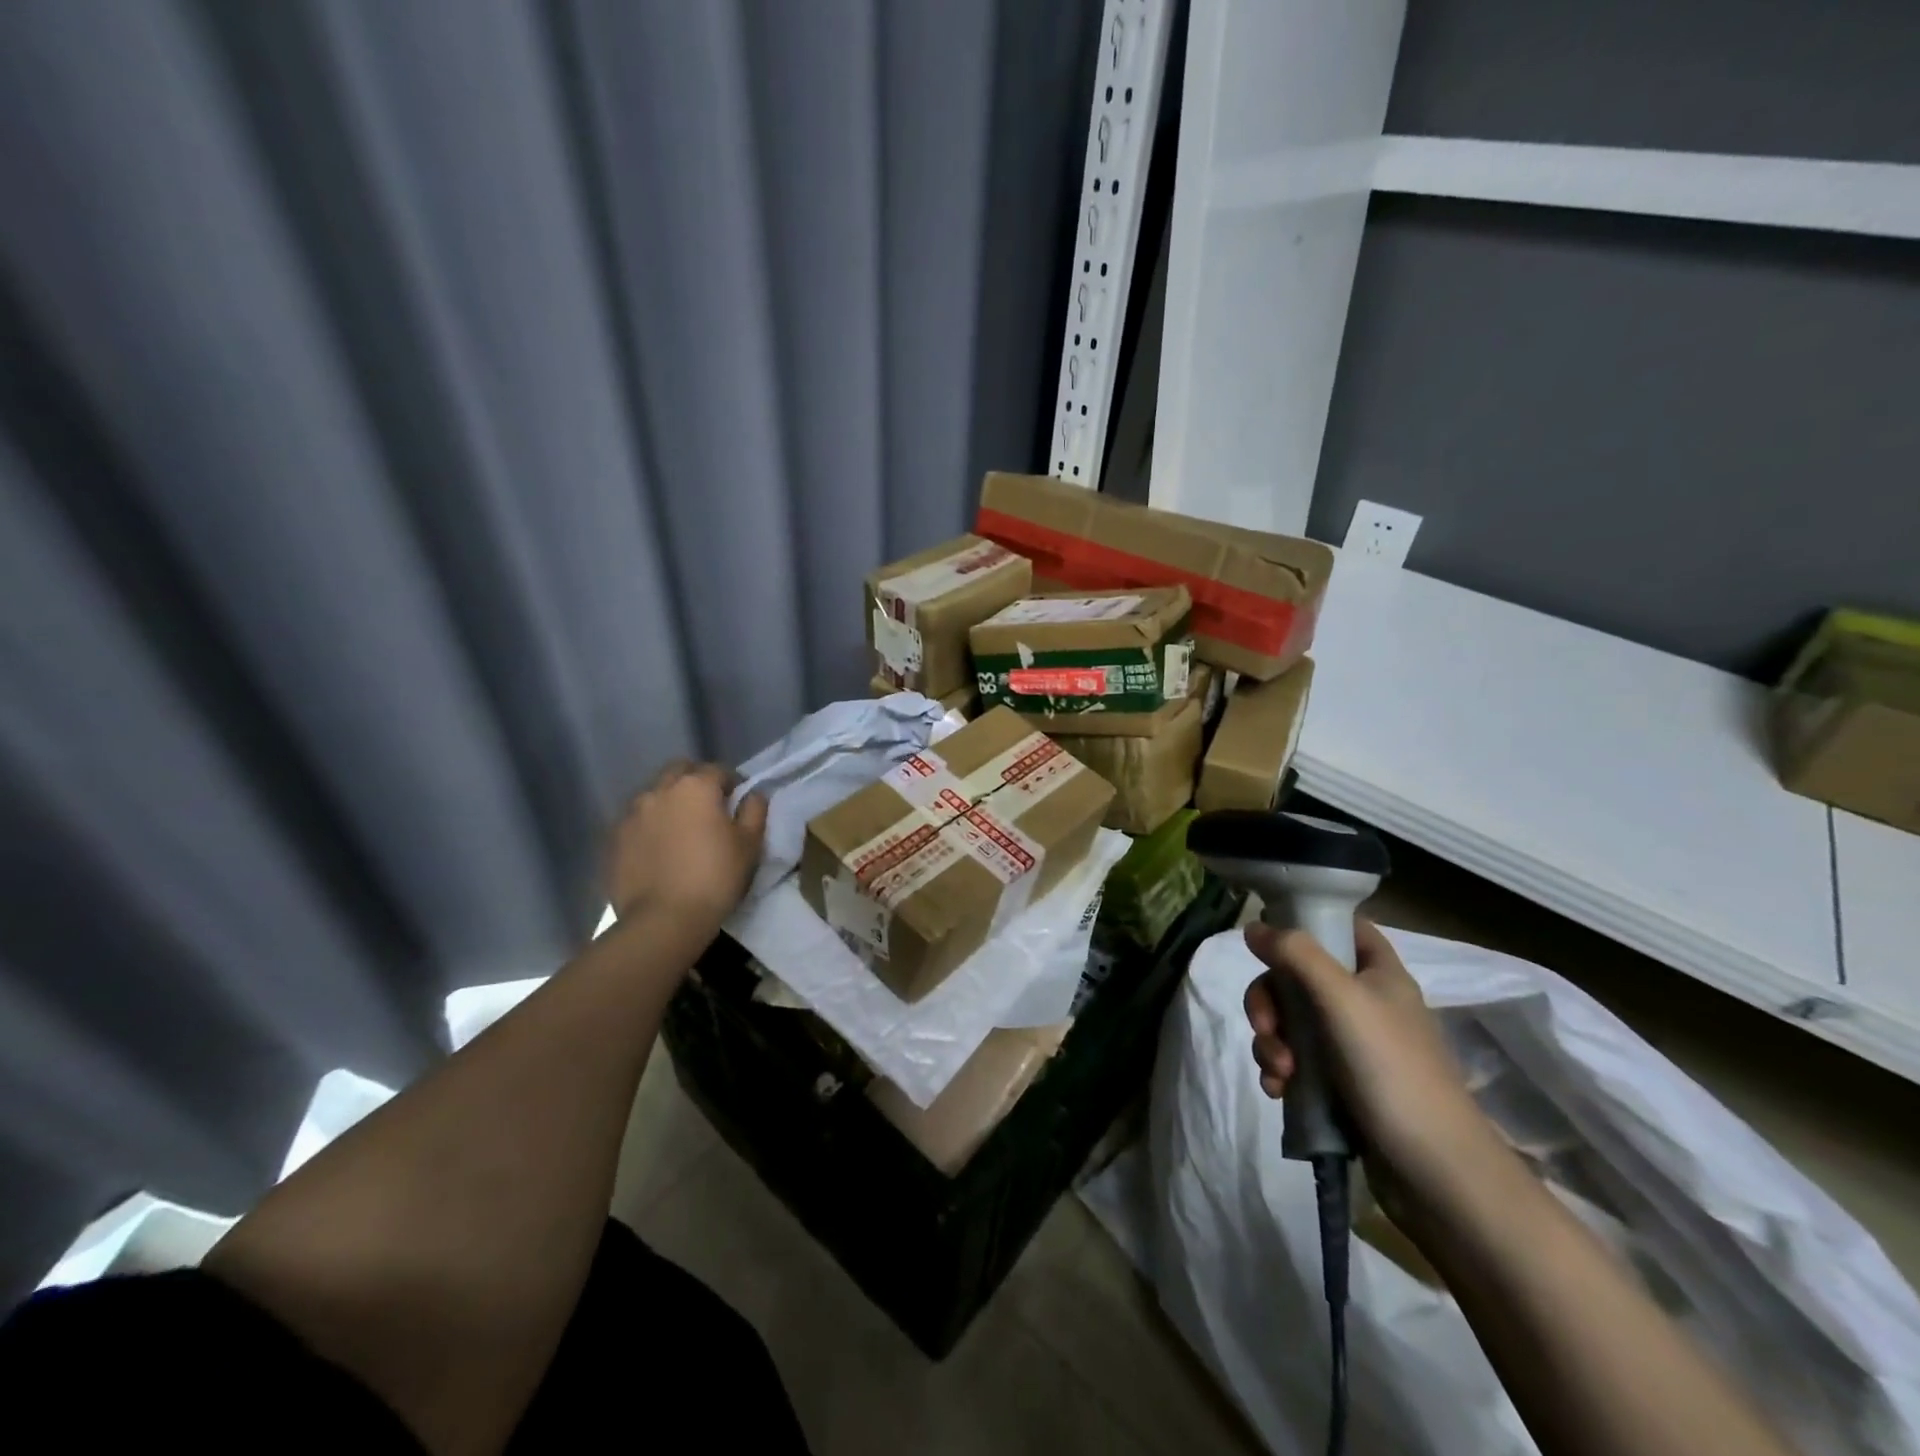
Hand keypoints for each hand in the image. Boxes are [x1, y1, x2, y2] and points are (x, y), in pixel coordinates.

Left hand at [606, 762, 766, 931]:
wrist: (663, 920)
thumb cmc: (715, 878)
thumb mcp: (749, 845)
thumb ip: (754, 811)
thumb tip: (752, 794)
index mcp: (696, 787)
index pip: (717, 770)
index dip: (731, 783)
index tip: (737, 801)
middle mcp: (659, 790)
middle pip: (679, 772)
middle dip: (695, 782)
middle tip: (707, 808)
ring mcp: (631, 813)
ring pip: (654, 794)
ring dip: (668, 802)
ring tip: (679, 829)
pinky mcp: (613, 838)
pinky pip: (636, 820)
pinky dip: (648, 825)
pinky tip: (657, 849)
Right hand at [1243, 917, 1499, 1210]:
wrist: (1436, 1172)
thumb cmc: (1392, 1070)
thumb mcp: (1341, 999)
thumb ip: (1296, 955)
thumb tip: (1252, 926)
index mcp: (1378, 973)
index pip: (1341, 927)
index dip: (1306, 925)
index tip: (1271, 942)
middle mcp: (1365, 1002)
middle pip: (1298, 976)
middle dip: (1270, 1001)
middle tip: (1266, 1026)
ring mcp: (1352, 1045)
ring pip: (1291, 1021)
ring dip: (1272, 1041)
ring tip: (1279, 1073)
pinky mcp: (1341, 1084)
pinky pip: (1295, 1060)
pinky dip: (1279, 1070)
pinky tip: (1279, 1091)